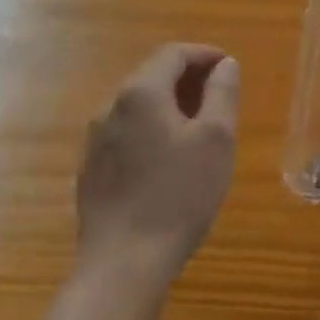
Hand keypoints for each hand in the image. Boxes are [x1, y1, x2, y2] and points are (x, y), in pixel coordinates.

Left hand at [76, 44, 239, 278]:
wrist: (123, 266)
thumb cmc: (179, 195)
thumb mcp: (216, 138)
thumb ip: (223, 93)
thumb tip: (225, 64)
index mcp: (141, 93)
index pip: (173, 53)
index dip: (204, 54)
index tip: (230, 67)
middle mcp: (110, 108)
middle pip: (152, 76)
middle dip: (188, 78)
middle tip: (220, 95)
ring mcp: (95, 141)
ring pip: (138, 106)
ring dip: (170, 104)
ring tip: (200, 125)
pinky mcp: (90, 171)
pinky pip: (126, 132)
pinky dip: (152, 128)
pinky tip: (170, 157)